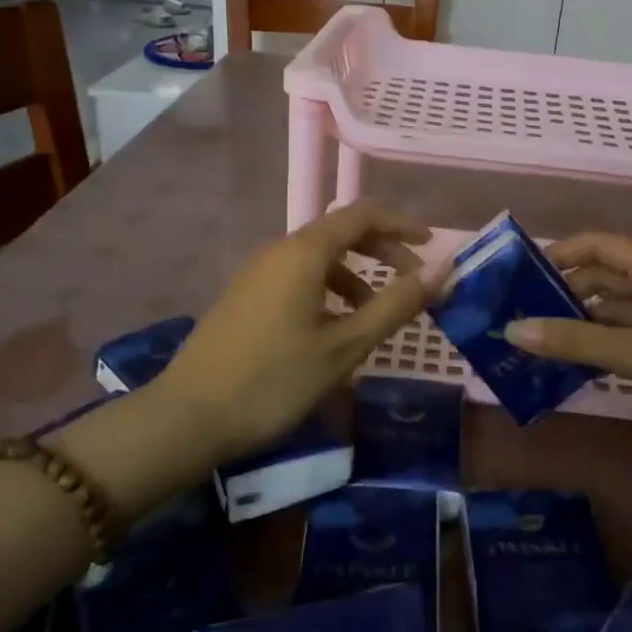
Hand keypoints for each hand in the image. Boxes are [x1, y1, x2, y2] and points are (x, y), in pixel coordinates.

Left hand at [147, 202, 433, 460]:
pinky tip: (335, 328)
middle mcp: (279, 250)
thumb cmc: (274, 380)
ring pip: (319, 257)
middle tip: (414, 280)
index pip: (363, 214)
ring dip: (357, 274)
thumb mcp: (344, 346)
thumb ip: (396, 305)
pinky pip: (298, 276)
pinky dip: (329, 289)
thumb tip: (443, 270)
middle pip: (341, 232)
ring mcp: (258, 272)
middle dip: (383, 250)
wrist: (189, 417)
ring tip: (378, 313)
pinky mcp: (246, 295)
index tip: (434, 244)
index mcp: (304, 252)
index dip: (402, 223)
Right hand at [505, 232, 631, 429]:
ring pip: (620, 309)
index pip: (595, 245)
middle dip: (566, 292)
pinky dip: (609, 344)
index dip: (558, 253)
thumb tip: (512, 330)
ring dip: (586, 322)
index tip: (520, 275)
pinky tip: (585, 364)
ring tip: (544, 342)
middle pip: (605, 276)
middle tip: (523, 315)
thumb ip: (575, 342)